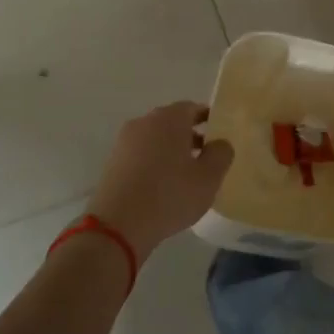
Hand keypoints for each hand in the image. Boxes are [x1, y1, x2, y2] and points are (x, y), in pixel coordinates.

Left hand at [87, 102, 234, 260]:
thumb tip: (220, 143)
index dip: (208, 118)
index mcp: (169, 119)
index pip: (192, 108)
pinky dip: (154, 162)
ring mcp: (124, 142)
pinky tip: (163, 185)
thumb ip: (221, 154)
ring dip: (171, 150)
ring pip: (155, 139)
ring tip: (186, 174)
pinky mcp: (113, 163)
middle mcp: (144, 123)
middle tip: (206, 155)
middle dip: (190, 135)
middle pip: (172, 122)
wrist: (118, 225)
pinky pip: (141, 155)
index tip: (219, 134)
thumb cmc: (170, 196)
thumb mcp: (209, 178)